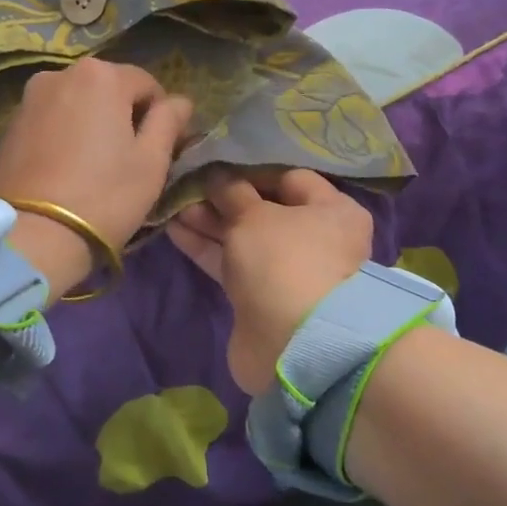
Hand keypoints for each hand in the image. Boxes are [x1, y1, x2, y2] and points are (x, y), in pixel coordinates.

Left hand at [0, 58, 193, 301]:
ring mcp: (29, 98)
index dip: (160, 116)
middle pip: (108, 90)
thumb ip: (169, 122)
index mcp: (101, 75)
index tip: (160, 150)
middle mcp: (60, 74)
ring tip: (96, 166)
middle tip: (128, 159)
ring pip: (77, 104)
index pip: (147, 85)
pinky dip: (65, 135)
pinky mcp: (10, 125)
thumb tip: (179, 102)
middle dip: (123, 116)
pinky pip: (51, 120)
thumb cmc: (104, 196)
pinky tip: (67, 169)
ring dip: (92, 124)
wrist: (32, 235)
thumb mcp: (151, 162)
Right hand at [167, 168, 371, 394]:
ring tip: (173, 203)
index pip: (290, 178)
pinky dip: (208, 247)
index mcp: (332, 210)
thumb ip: (232, 192)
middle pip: (264, 209)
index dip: (251, 169)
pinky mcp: (262, 296)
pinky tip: (175, 229)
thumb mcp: (254, 215)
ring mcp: (288, 270)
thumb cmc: (284, 259)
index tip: (216, 164)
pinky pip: (232, 262)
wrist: (291, 341)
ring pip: (244, 237)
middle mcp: (315, 238)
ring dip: (210, 221)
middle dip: (224, 198)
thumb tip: (218, 176)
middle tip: (187, 184)